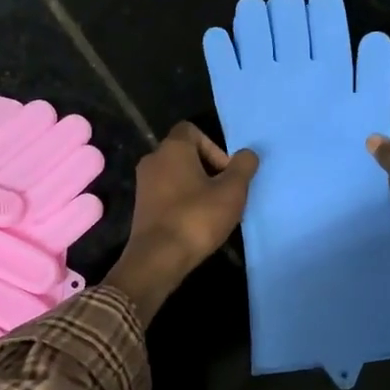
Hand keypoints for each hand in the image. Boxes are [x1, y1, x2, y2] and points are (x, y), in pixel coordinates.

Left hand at [105, 123, 258, 318]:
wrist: (158, 259)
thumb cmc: (197, 218)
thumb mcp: (232, 191)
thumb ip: (243, 167)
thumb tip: (247, 154)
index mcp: (172, 149)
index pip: (192, 130)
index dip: (214, 147)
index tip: (226, 172)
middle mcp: (153, 160)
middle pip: (186, 154)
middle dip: (210, 170)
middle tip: (226, 193)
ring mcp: (144, 185)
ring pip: (178, 176)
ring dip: (198, 187)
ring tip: (215, 211)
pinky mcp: (142, 207)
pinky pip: (168, 194)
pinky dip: (184, 202)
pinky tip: (198, 223)